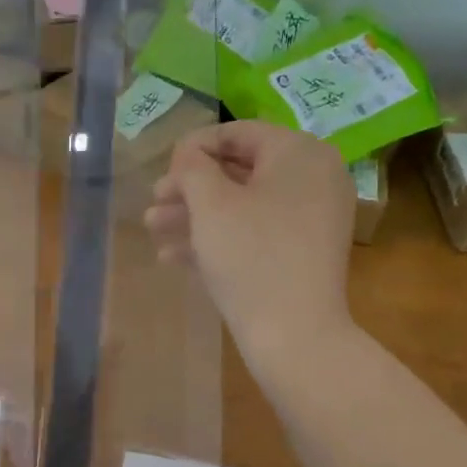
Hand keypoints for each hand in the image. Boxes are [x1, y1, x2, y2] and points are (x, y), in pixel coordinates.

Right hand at [144, 122, 355, 367]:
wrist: (294, 333)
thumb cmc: (251, 256)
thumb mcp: (211, 204)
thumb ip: (193, 168)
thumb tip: (188, 154)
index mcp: (299, 153)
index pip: (239, 133)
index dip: (193, 148)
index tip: (162, 170)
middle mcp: (313, 178)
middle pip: (239, 171)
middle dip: (189, 189)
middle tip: (153, 202)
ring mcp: (311, 219)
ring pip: (243, 206)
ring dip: (195, 216)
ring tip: (154, 229)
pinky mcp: (302, 254)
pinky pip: (256, 234)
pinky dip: (219, 239)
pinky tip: (174, 256)